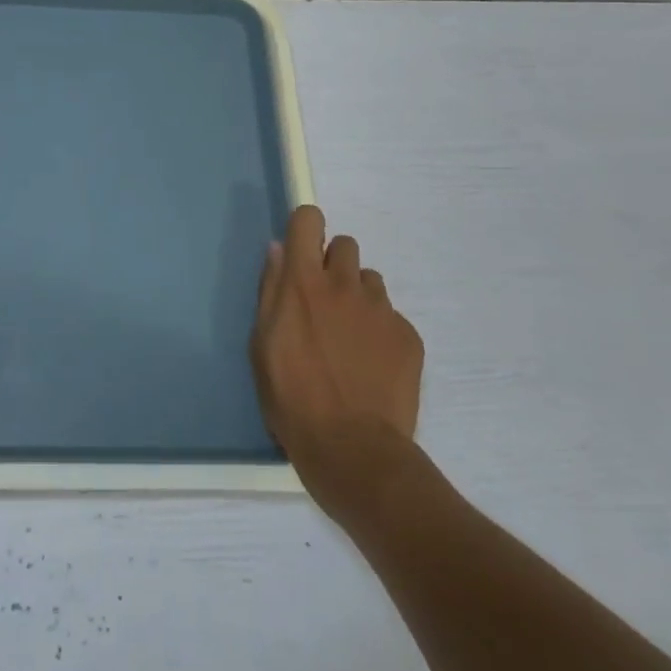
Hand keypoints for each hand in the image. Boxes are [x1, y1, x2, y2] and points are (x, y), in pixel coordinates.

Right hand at [251, 205, 424, 527]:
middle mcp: (345, 284)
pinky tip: (372, 365)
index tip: (301, 251)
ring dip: (357, 297)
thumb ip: (271, 290)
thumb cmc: (292, 398)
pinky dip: (380, 331)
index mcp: (304, 282)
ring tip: (350, 339)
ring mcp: (381, 309)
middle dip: (333, 265)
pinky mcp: (409, 336)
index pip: (309, 220)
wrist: (354, 451)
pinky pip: (391, 316)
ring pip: (369, 281)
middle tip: (324, 304)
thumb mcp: (262, 345)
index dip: (305, 229)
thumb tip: (279, 250)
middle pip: (344, 245)